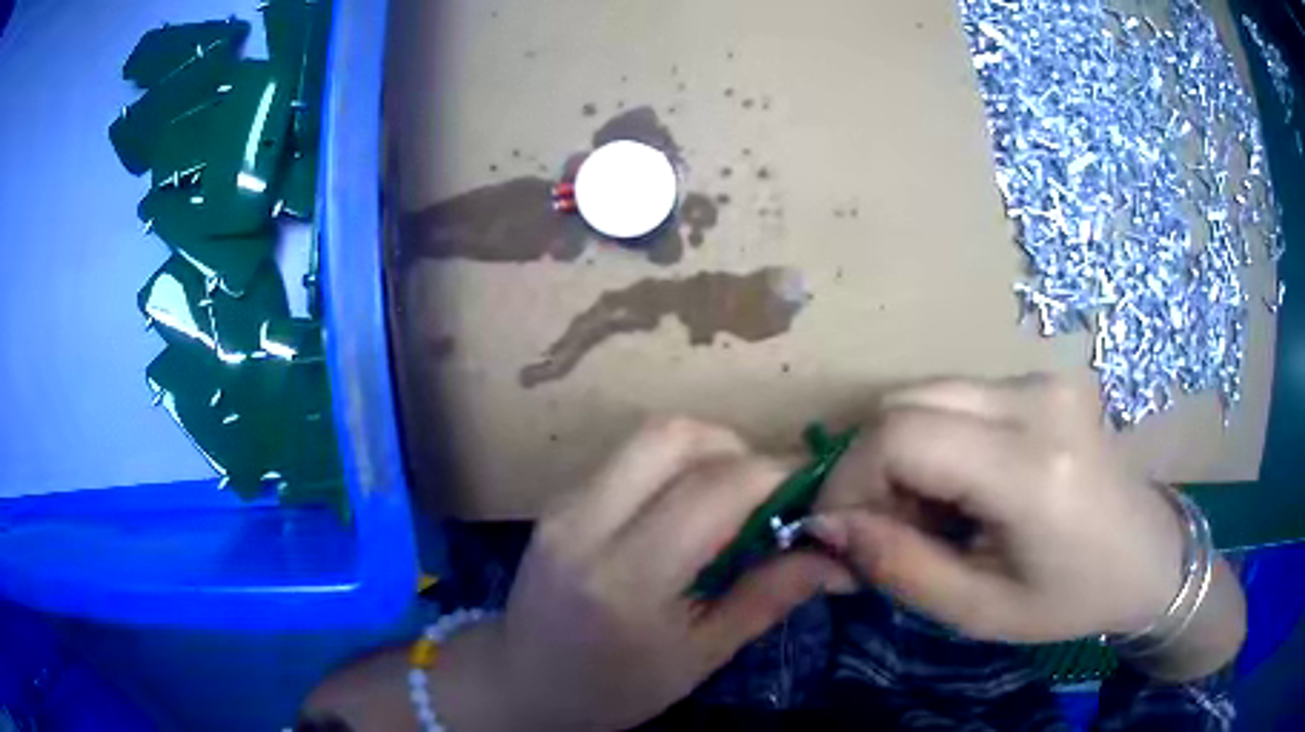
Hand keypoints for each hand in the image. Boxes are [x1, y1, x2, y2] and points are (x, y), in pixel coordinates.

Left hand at [442, 418, 850, 730]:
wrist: (523, 683)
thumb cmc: (616, 688)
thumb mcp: (701, 657)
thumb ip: (768, 597)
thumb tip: (836, 555)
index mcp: (629, 580)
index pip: (715, 489)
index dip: (777, 474)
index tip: (812, 489)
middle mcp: (587, 525)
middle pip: (674, 436)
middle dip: (738, 448)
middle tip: (767, 491)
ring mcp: (563, 506)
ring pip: (648, 436)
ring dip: (705, 450)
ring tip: (732, 497)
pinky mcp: (557, 500)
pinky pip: (626, 457)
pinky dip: (671, 464)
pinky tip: (686, 506)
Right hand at [811, 375, 1188, 643]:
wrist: (1150, 556)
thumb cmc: (1072, 600)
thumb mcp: (979, 611)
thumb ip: (899, 567)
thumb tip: (827, 527)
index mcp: (1032, 469)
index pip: (902, 436)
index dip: (848, 479)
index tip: (838, 530)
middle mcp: (1037, 400)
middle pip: (907, 402)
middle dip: (870, 466)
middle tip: (884, 526)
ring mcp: (1043, 379)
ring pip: (928, 393)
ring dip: (902, 451)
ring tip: (926, 512)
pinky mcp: (1044, 378)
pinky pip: (959, 395)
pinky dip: (935, 439)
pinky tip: (960, 486)